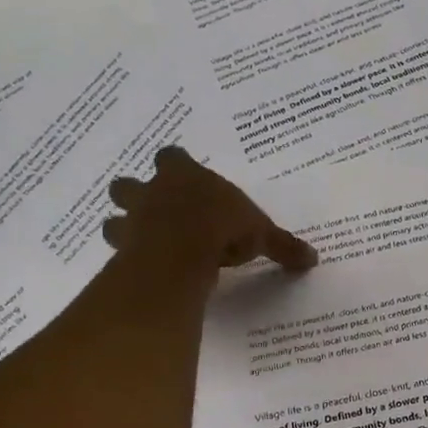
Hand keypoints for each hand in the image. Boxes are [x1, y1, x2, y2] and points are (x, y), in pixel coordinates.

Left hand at [103, 147, 317, 272]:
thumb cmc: (222, 227)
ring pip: (114, 218)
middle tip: (156, 213)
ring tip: (143, 244)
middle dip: (137, 195)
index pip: (172, 158)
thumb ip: (282, 245)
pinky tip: (141, 270)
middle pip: (129, 184)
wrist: (182, 250)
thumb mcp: (261, 235)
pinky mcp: (124, 248)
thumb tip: (313, 259)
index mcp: (185, 175)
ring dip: (124, 227)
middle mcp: (153, 191)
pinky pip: (118, 250)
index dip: (176, 167)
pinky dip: (126, 258)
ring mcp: (134, 219)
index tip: (185, 179)